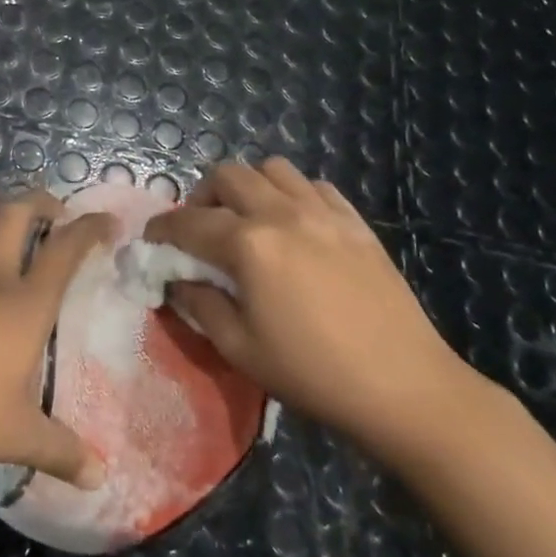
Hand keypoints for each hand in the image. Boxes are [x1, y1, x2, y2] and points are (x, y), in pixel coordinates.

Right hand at [145, 157, 481, 463]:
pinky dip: (292, 194)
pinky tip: (294, 225)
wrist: (404, 387)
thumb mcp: (240, 348)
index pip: (188, 221)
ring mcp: (324, 213)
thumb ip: (199, 305)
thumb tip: (177, 282)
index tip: (151, 240)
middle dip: (202, 196)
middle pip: (228, 175)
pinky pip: (315, 186)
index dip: (162, 227)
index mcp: (248, 244)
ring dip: (248, 187)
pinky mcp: (356, 223)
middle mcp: (282, 213)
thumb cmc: (313, 373)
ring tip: (247, 220)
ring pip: (273, 169)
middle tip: (200, 229)